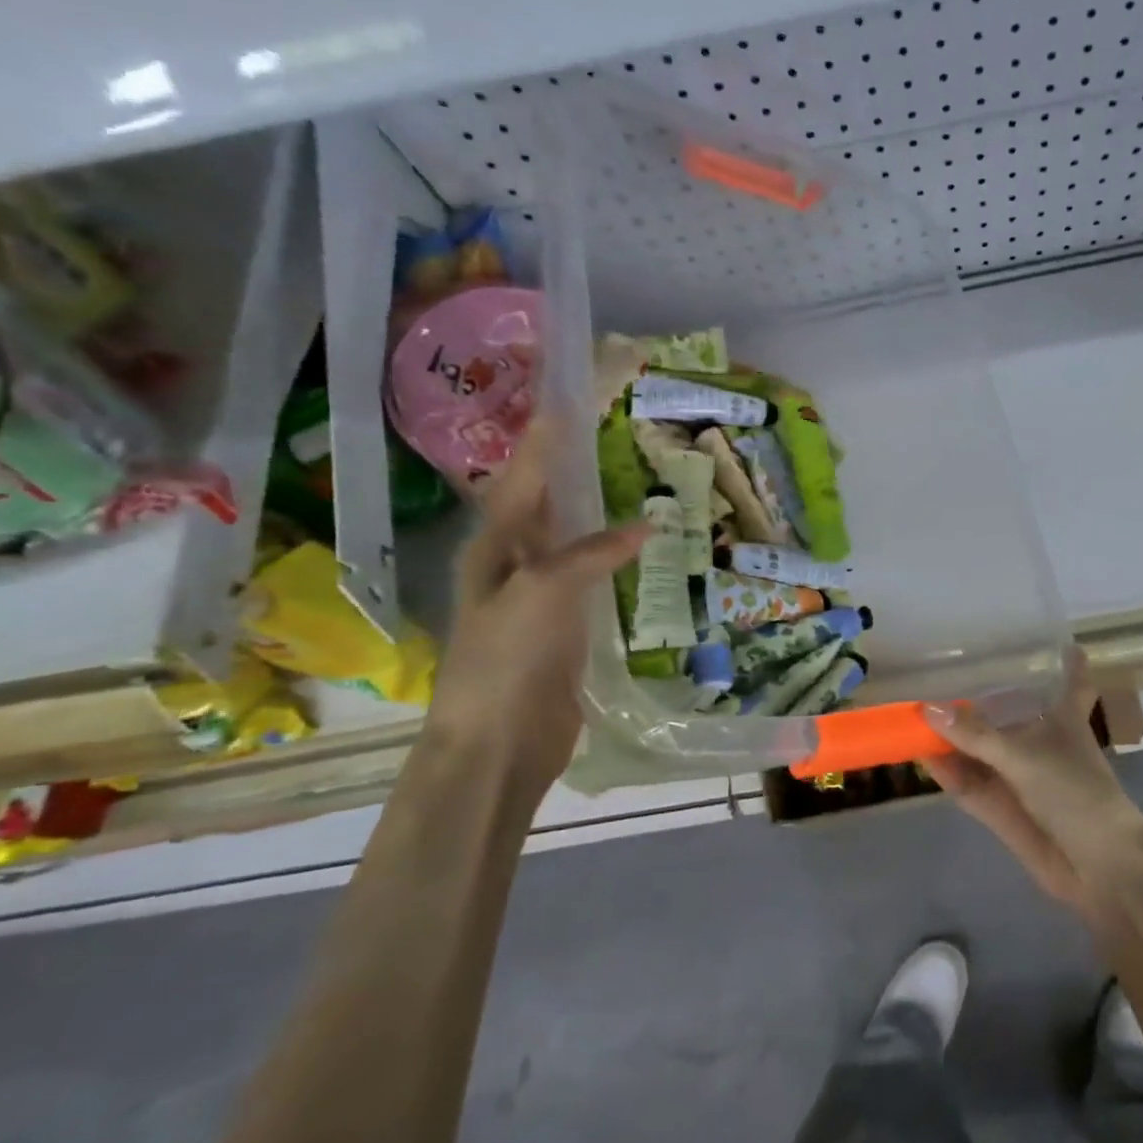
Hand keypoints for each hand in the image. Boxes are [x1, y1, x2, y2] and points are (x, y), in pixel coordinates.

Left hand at [426, 419, 649, 799]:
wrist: (499, 742)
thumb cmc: (506, 661)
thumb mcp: (542, 593)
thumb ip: (591, 552)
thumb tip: (648, 526)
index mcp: (494, 547)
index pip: (522, 478)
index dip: (543, 441)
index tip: (566, 401)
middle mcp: (514, 562)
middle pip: (543, 502)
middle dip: (569, 466)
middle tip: (606, 431)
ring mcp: (541, 595)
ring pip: (570, 536)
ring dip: (593, 508)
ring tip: (627, 477)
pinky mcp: (567, 624)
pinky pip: (592, 574)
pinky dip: (613, 554)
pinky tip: (638, 545)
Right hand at [922, 651, 1142, 907]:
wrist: (1097, 866)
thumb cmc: (1075, 792)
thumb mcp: (1024, 756)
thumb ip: (975, 734)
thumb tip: (928, 708)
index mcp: (1063, 718)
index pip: (1072, 680)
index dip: (1070, 660)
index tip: (1061, 639)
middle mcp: (1041, 741)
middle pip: (1009, 712)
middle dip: (980, 697)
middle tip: (942, 667)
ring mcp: (1020, 775)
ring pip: (982, 748)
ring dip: (953, 736)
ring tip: (914, 709)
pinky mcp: (1003, 808)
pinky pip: (970, 782)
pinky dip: (947, 771)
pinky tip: (920, 755)